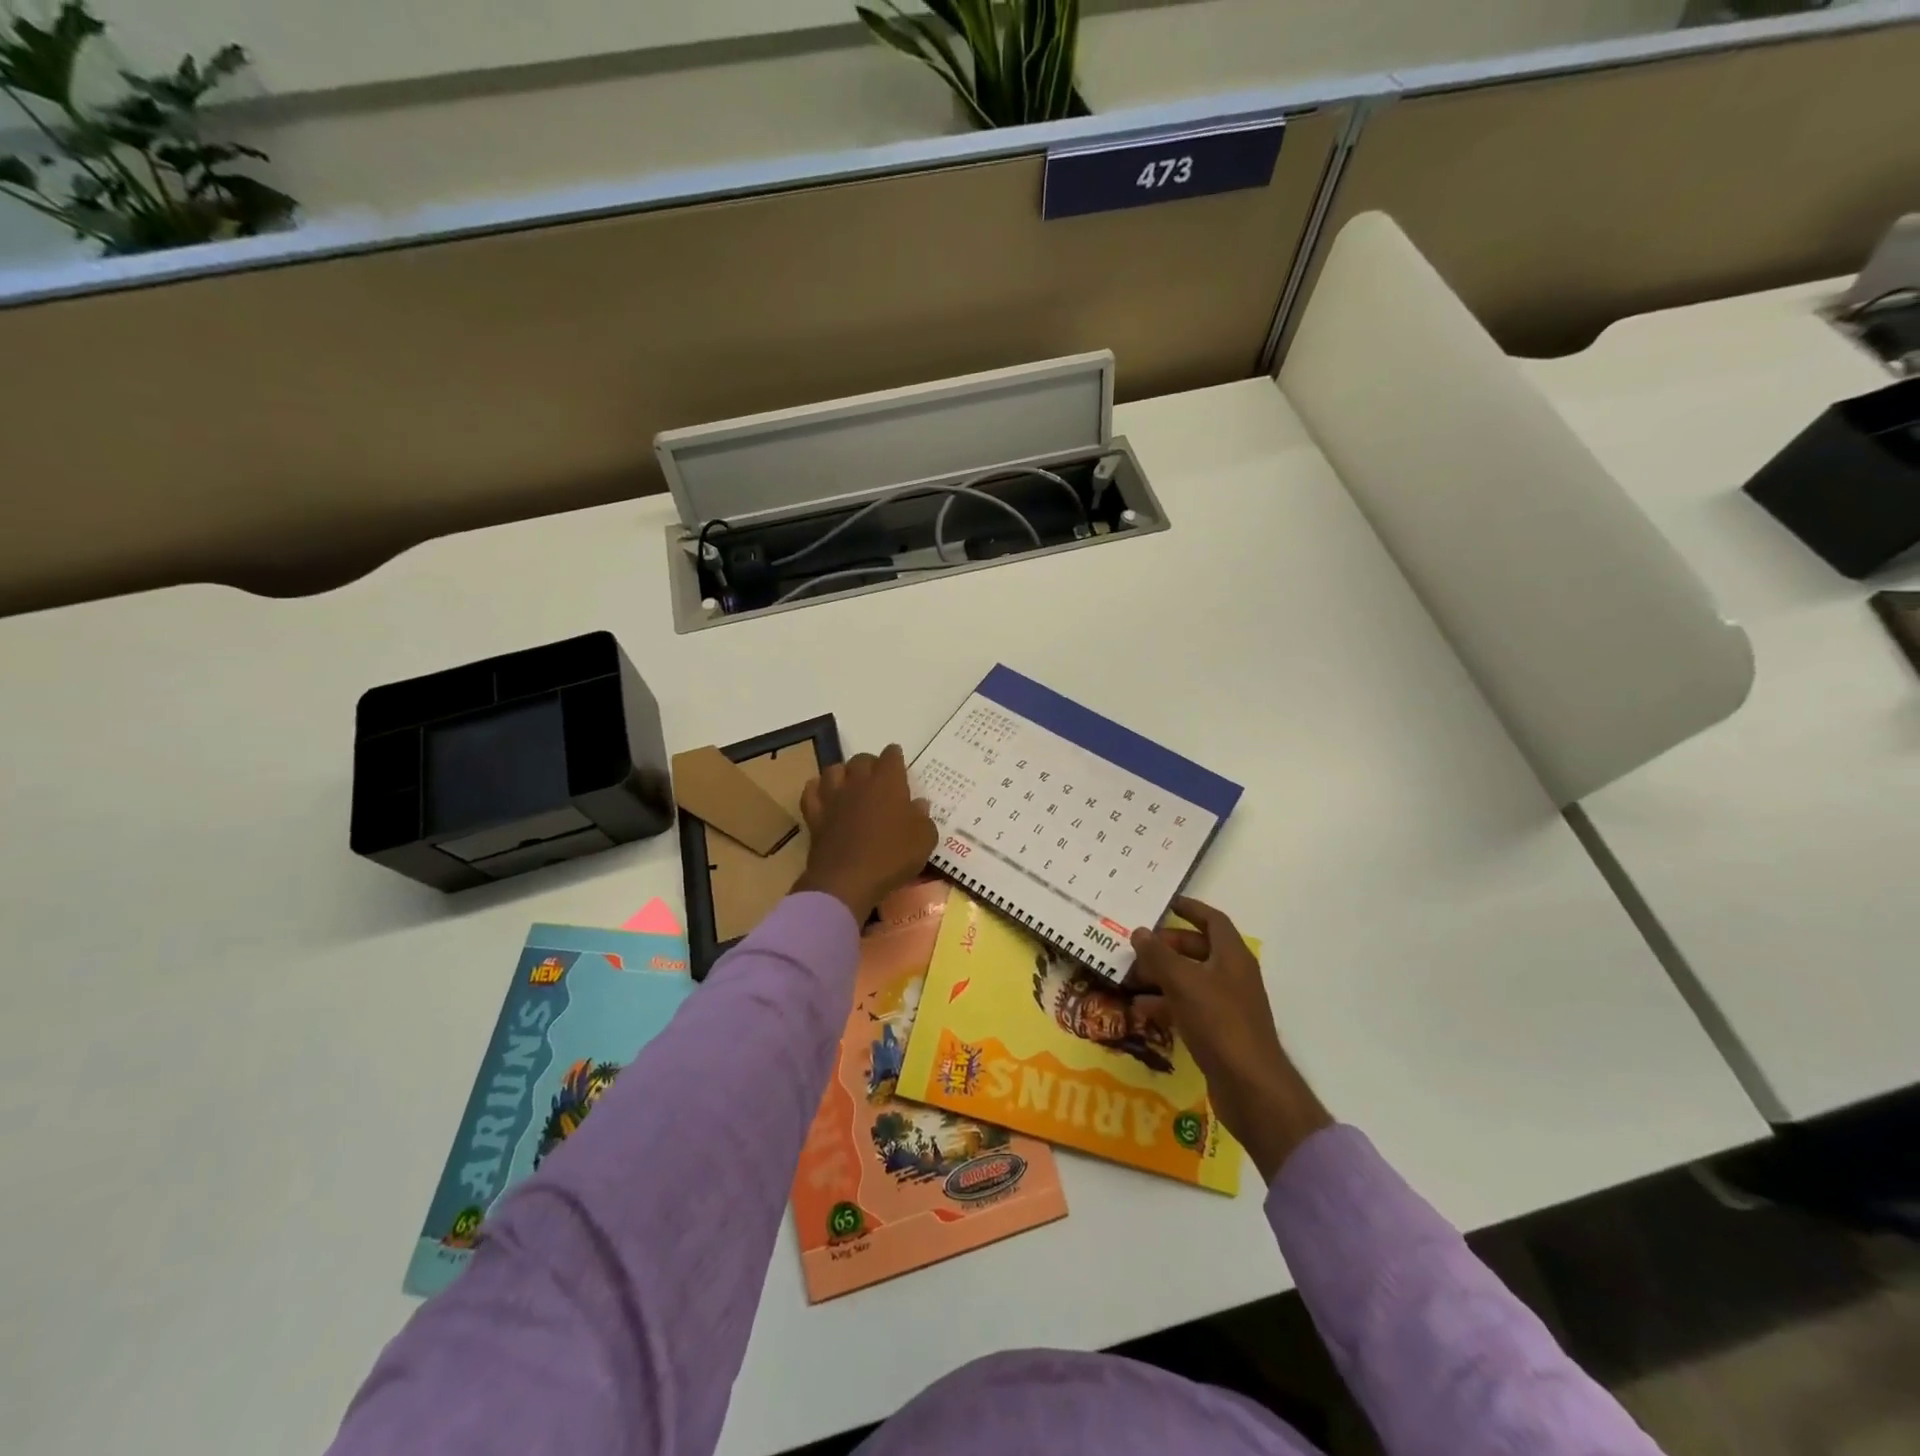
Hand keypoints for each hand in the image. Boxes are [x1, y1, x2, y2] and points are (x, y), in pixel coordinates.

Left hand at [792, 745, 937, 923]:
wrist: (847, 881)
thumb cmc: (891, 857)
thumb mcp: (924, 840)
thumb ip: (923, 818)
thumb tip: (918, 804)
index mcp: (888, 782)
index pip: (891, 756)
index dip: (895, 757)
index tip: (898, 762)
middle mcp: (858, 782)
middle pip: (861, 759)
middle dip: (870, 764)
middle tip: (877, 777)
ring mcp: (833, 797)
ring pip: (833, 770)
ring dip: (843, 773)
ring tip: (850, 784)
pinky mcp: (815, 815)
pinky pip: (811, 792)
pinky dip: (817, 789)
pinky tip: (823, 796)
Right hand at [1130, 895, 1331, 1182]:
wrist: (1250, 1086)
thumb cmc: (1219, 1022)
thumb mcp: (1183, 983)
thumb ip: (1158, 955)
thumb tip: (1139, 932)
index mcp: (1232, 956)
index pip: (1212, 920)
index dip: (1189, 908)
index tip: (1163, 903)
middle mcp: (1232, 975)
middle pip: (1198, 949)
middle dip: (1166, 946)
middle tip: (1135, 946)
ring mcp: (1227, 1005)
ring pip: (1190, 979)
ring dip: (1161, 976)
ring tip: (1129, 977)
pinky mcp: (1219, 1031)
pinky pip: (1189, 1006)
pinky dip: (1166, 1003)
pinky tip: (1140, 1009)